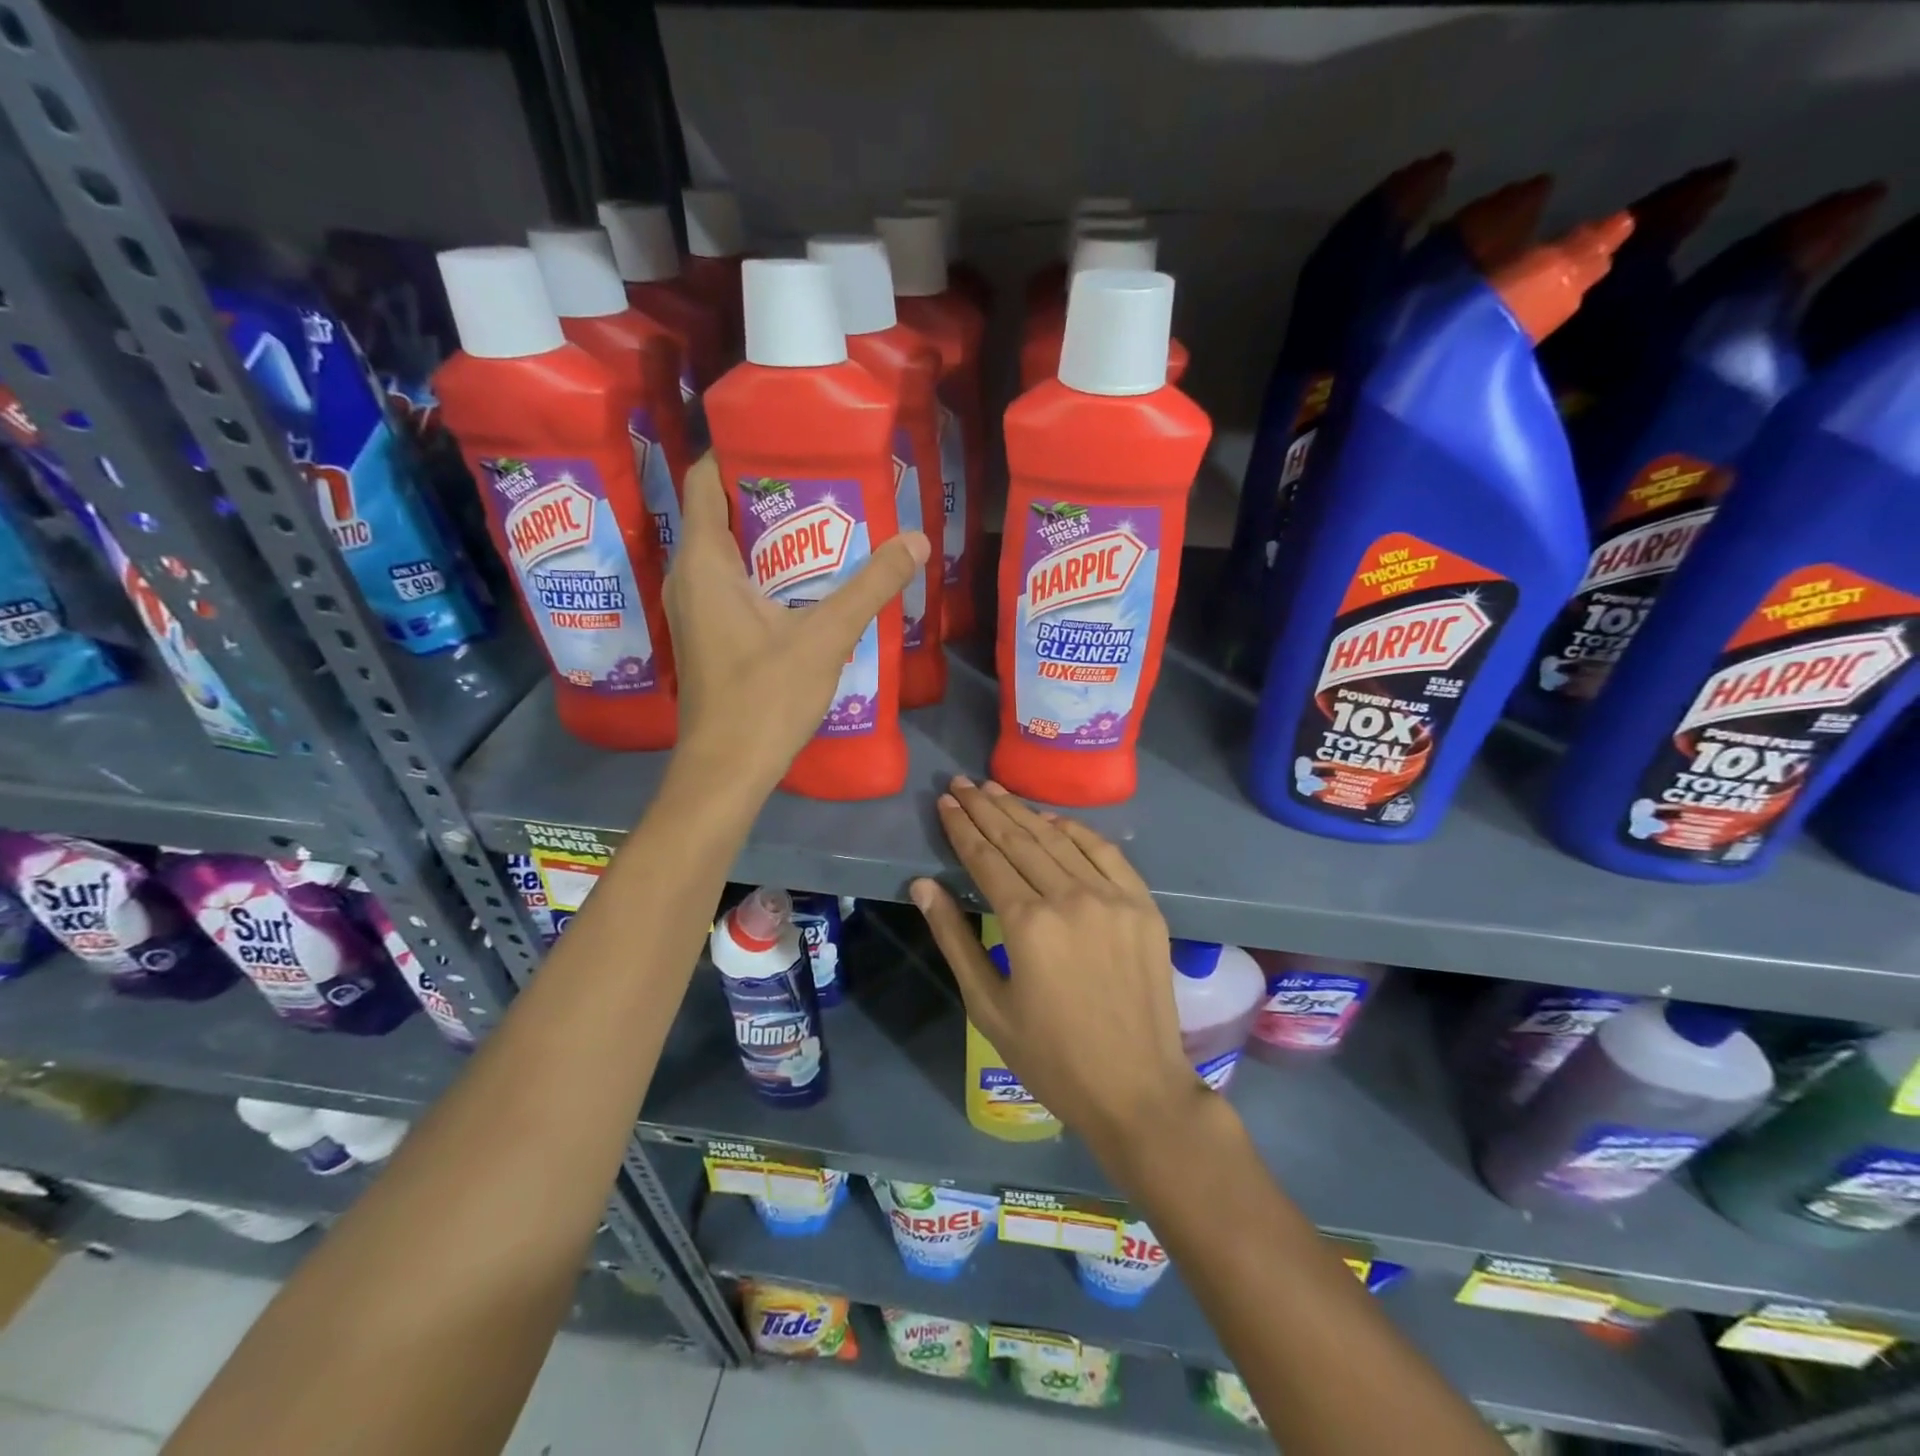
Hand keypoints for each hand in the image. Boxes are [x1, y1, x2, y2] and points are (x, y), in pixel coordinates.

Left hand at [665, 454, 928, 792]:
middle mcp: (688, 578)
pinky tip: (804, 584)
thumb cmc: (765, 697)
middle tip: (820, 482)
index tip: (784, 442)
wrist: (727, 769)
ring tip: (822, 526)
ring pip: (726, 553)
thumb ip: (871, 586)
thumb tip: (917, 540)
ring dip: (768, 537)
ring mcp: (694, 610)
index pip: (702, 481)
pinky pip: (730, 584)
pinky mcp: (707, 637)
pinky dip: (763, 572)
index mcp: (704, 563)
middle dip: (766, 494)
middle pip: (718, 514)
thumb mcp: (826, 637)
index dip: (735, 453)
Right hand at [909, 777, 1208, 1180]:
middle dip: (986, 808)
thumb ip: (954, 938)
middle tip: (962, 783)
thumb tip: (922, 885)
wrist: (1137, 1089)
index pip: (986, 859)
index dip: (962, 828)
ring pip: (1059, 839)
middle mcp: (1070, 898)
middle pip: (1020, 839)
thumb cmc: (1051, 1058)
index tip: (945, 802)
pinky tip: (1052, 818)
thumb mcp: (987, 1007)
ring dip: (1024, 811)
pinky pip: (1105, 852)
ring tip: (996, 789)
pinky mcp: (1142, 905)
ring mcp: (1112, 897)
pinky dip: (1076, 830)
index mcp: (1028, 925)